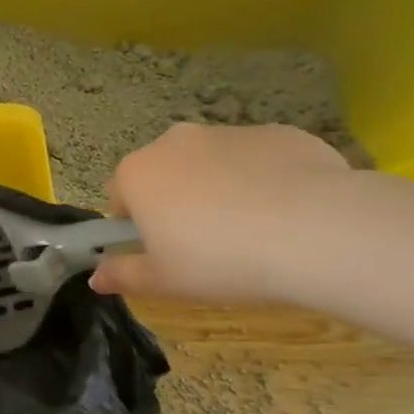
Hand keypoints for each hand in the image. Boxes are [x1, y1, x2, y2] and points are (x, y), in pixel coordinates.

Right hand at [89, 123, 352, 303]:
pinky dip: (264, 180)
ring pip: (211, 164)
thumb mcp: (163, 281)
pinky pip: (258, 159)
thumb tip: (96, 278)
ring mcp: (229, 132)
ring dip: (219, 189)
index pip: (118, 195)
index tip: (160, 250)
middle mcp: (175, 142)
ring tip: (251, 232)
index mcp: (138, 173)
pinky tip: (286, 215)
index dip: (134, 225)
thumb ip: (123, 276)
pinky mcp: (278, 132)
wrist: (316, 231)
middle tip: (203, 244)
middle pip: (164, 173)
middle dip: (175, 201)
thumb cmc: (219, 260)